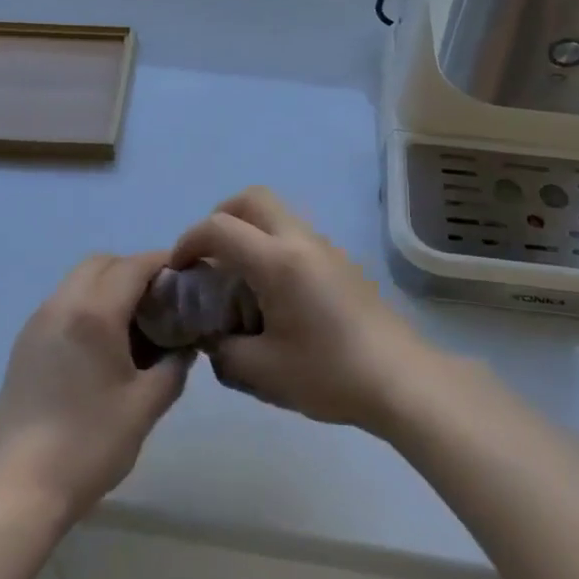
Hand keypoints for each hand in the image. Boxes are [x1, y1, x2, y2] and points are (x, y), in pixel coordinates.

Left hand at [0, 251, 190, 522]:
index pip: (134, 266)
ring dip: (108, 286)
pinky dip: (86, 304)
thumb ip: (174, 366)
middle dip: (134, 270)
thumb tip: (185, 346)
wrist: (20, 489)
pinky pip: (61, 303)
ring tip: (133, 324)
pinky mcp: (24, 344)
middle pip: (102, 263)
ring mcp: (37, 323)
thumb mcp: (146, 406)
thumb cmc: (90, 444)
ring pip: (78, 280)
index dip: (163, 264)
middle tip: (160, 301)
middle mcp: (62, 305)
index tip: (187, 278)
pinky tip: (101, 345)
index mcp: (94, 313)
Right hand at [169, 188, 434, 434]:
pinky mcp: (341, 261)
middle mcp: (301, 241)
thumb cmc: (329, 375)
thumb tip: (212, 337)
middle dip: (220, 218)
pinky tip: (272, 293)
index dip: (189, 241)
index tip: (179, 270)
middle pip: (252, 199)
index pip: (220, 228)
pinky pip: (295, 234)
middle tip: (208, 257)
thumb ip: (223, 350)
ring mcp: (325, 247)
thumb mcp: (263, 373)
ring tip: (237, 278)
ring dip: (248, 230)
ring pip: (276, 213)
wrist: (400, 380)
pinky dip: (270, 244)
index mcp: (278, 261)